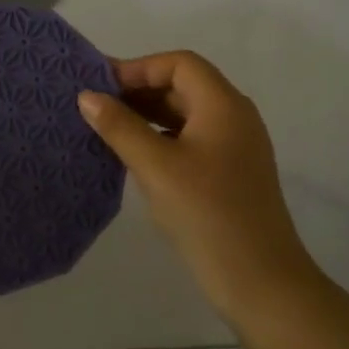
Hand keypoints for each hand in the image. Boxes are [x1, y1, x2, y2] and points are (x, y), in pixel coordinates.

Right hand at [78, 51, 317, 321]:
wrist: (262, 283)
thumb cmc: (208, 215)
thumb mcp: (157, 167)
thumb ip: (120, 127)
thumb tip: (87, 96)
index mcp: (224, 105)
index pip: (179, 64)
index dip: (139, 68)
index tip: (102, 87)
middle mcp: (234, 117)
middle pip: (183, 85)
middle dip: (139, 90)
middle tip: (96, 105)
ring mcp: (235, 147)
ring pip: (186, 114)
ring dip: (148, 115)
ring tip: (107, 127)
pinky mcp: (230, 174)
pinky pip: (191, 140)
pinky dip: (161, 138)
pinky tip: (134, 156)